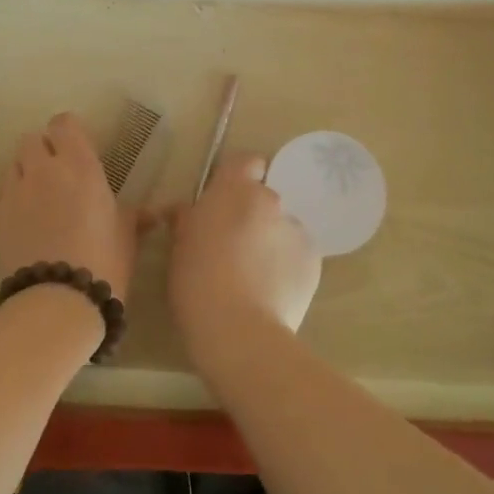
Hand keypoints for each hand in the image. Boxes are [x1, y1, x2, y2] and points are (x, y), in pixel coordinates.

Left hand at [0, 111, 137, 297]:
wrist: (58, 301)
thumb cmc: (104, 262)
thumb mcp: (127, 236)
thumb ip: (135, 216)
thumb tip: (156, 213)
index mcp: (80, 165)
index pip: (63, 124)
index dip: (68, 133)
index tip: (76, 149)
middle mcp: (42, 170)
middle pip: (32, 140)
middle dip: (42, 152)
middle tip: (57, 175)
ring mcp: (13, 192)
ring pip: (12, 166)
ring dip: (24, 175)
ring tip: (37, 201)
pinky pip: (0, 197)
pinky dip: (10, 203)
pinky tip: (23, 227)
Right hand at [167, 152, 320, 370]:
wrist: (240, 331)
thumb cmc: (197, 282)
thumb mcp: (179, 246)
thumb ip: (187, 219)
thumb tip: (184, 211)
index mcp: (235, 190)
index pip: (246, 162)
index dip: (237, 178)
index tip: (224, 203)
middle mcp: (271, 200)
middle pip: (263, 198)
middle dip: (251, 215)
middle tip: (232, 247)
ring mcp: (297, 229)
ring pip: (282, 227)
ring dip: (270, 241)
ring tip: (254, 276)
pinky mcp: (314, 259)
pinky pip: (297, 253)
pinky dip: (286, 265)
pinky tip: (271, 291)